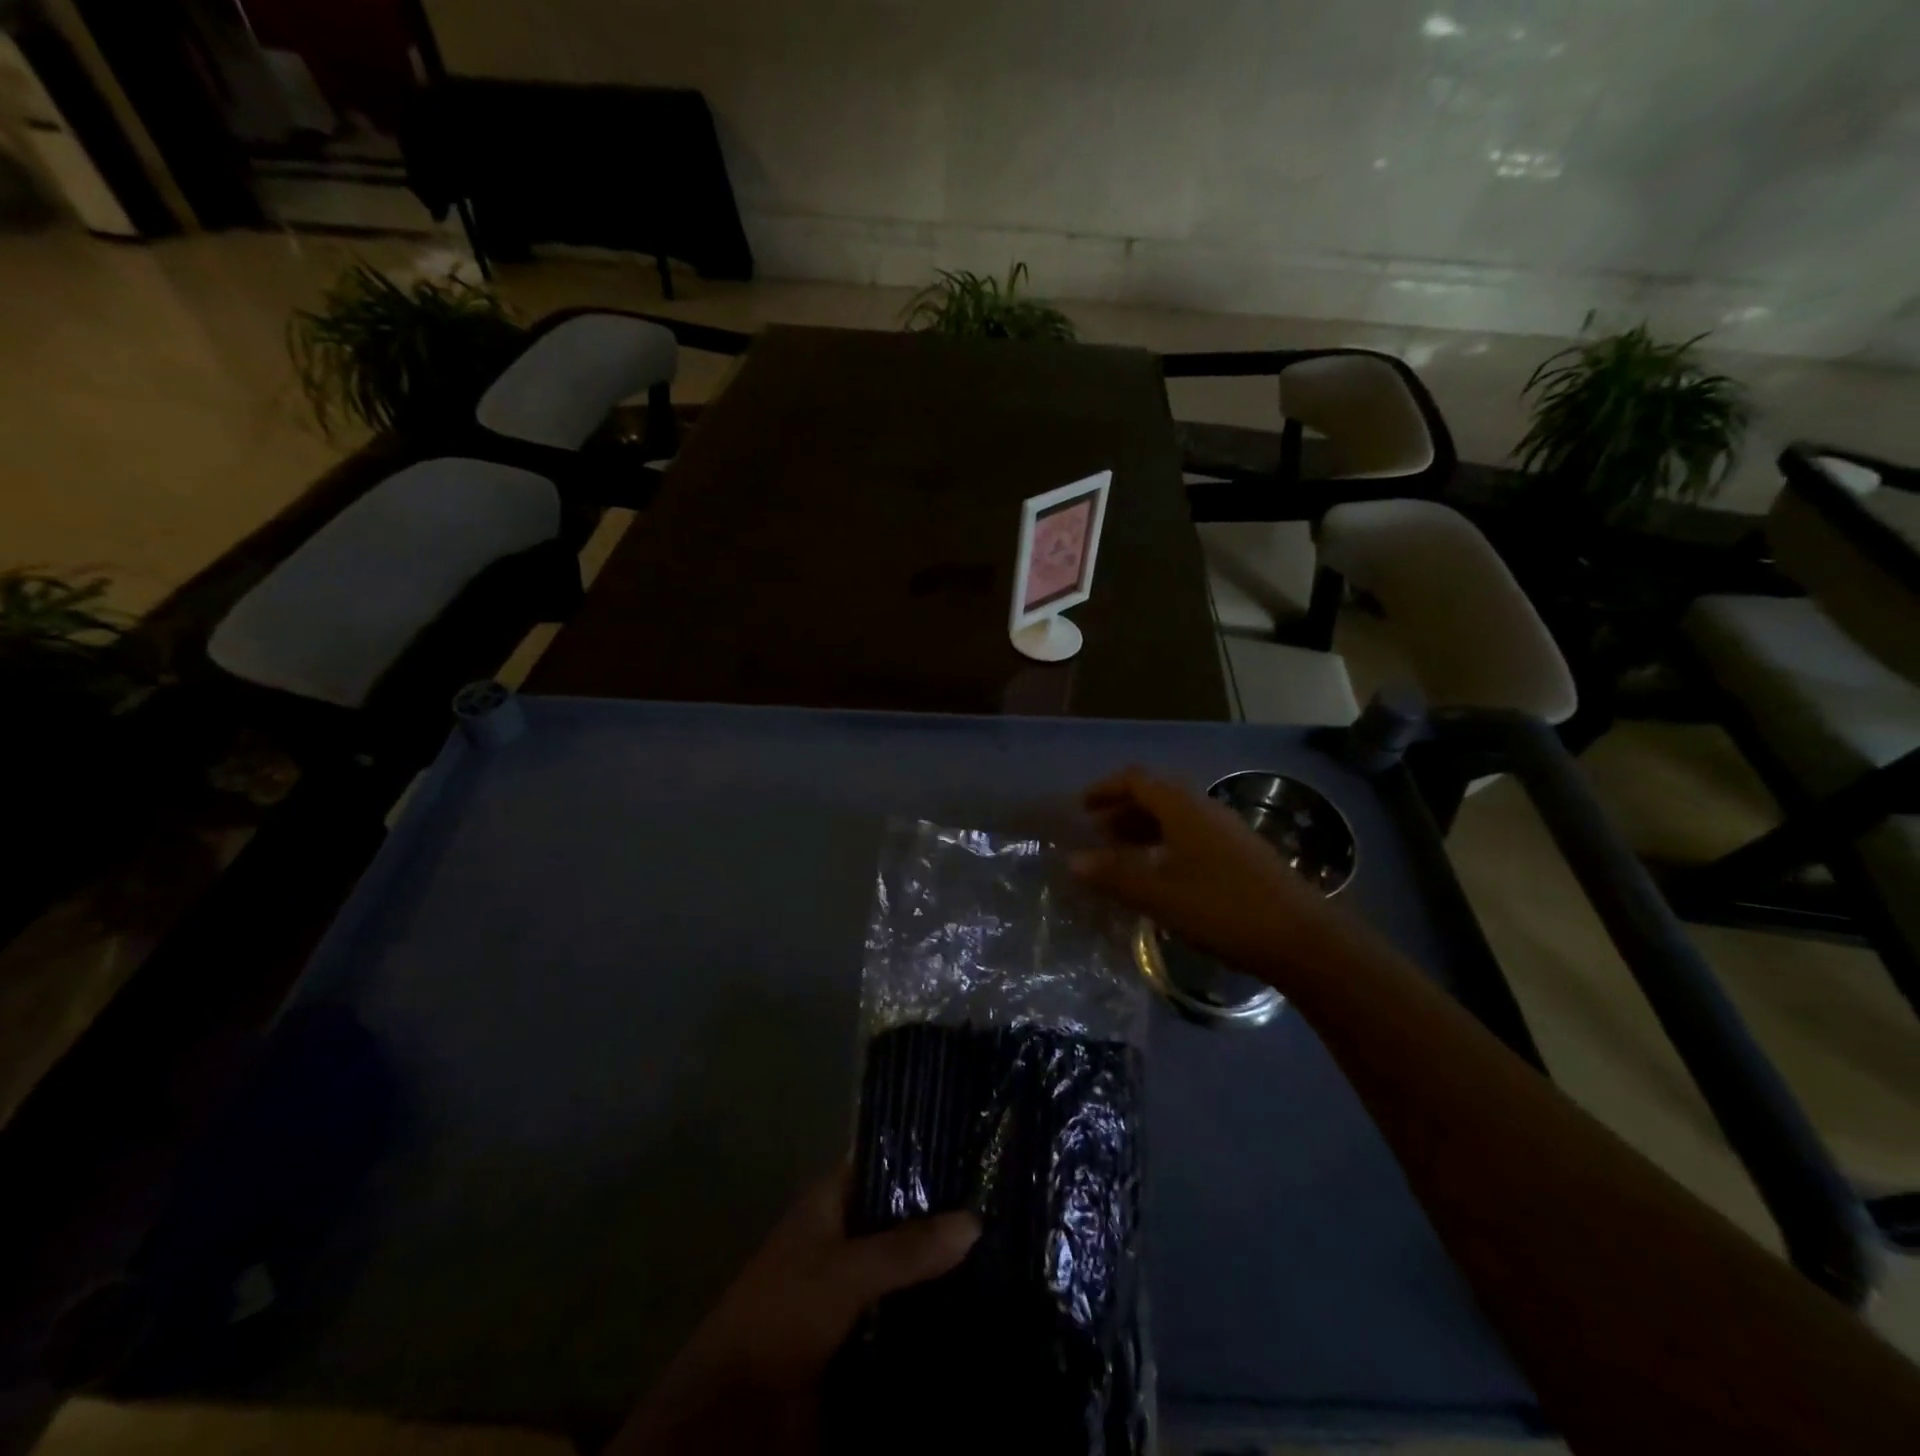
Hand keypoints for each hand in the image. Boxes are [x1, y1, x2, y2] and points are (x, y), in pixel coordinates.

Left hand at [614, 1168, 979, 1454]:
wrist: (736, 1404)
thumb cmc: (785, 1310)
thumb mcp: (847, 1271)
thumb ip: (908, 1247)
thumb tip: (974, 1220)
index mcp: (829, 1200)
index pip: (883, 1160)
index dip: (922, 1154)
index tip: (971, 1151)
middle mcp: (841, 1231)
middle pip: (898, 1212)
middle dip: (939, 1215)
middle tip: (996, 1203)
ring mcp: (848, 1279)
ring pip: (902, 1259)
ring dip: (936, 1262)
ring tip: (997, 1245)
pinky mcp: (856, 1325)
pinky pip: (900, 1304)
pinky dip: (926, 1303)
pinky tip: (970, 1297)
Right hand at [1070, 766, 1346, 986]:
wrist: (1303, 939)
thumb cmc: (1224, 910)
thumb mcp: (1160, 896)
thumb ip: (1115, 876)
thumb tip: (1072, 860)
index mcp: (1184, 809)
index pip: (1137, 780)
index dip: (1106, 789)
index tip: (1082, 808)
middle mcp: (1206, 810)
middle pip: (1157, 796)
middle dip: (1123, 811)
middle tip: (1097, 835)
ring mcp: (1228, 831)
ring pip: (1176, 817)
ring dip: (1144, 829)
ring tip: (1122, 855)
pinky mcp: (1242, 854)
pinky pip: (1192, 835)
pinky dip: (1166, 844)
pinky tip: (1162, 875)